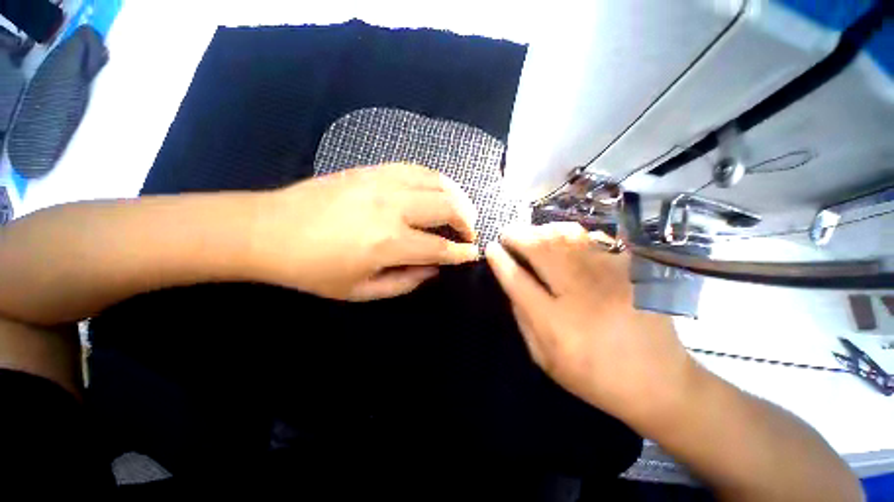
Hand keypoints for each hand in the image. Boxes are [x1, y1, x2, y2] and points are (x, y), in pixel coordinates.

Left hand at [251, 163, 479, 300]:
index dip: (461, 252)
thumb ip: (405, 282)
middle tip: (468, 232)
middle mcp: (393, 208)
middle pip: (447, 207)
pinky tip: (438, 188)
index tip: (472, 253)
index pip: (440, 248)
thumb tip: (433, 269)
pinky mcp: (372, 169)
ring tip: (461, 209)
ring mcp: (383, 182)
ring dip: (457, 196)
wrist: (268, 230)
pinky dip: (435, 178)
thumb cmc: (314, 269)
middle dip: (467, 221)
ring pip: (437, 181)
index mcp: (389, 243)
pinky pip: (416, 168)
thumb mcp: (361, 291)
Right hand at [485, 223, 697, 426]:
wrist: (659, 382)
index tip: (491, 248)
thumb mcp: (545, 359)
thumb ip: (523, 319)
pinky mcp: (631, 270)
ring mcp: (610, 278)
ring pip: (566, 237)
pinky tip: (563, 240)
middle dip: (518, 236)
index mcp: (556, 324)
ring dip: (542, 231)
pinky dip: (571, 234)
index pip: (518, 280)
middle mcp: (581, 295)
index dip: (500, 260)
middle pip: (541, 250)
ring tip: (532, 235)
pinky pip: (593, 239)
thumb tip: (511, 284)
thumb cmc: (594, 376)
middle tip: (508, 234)